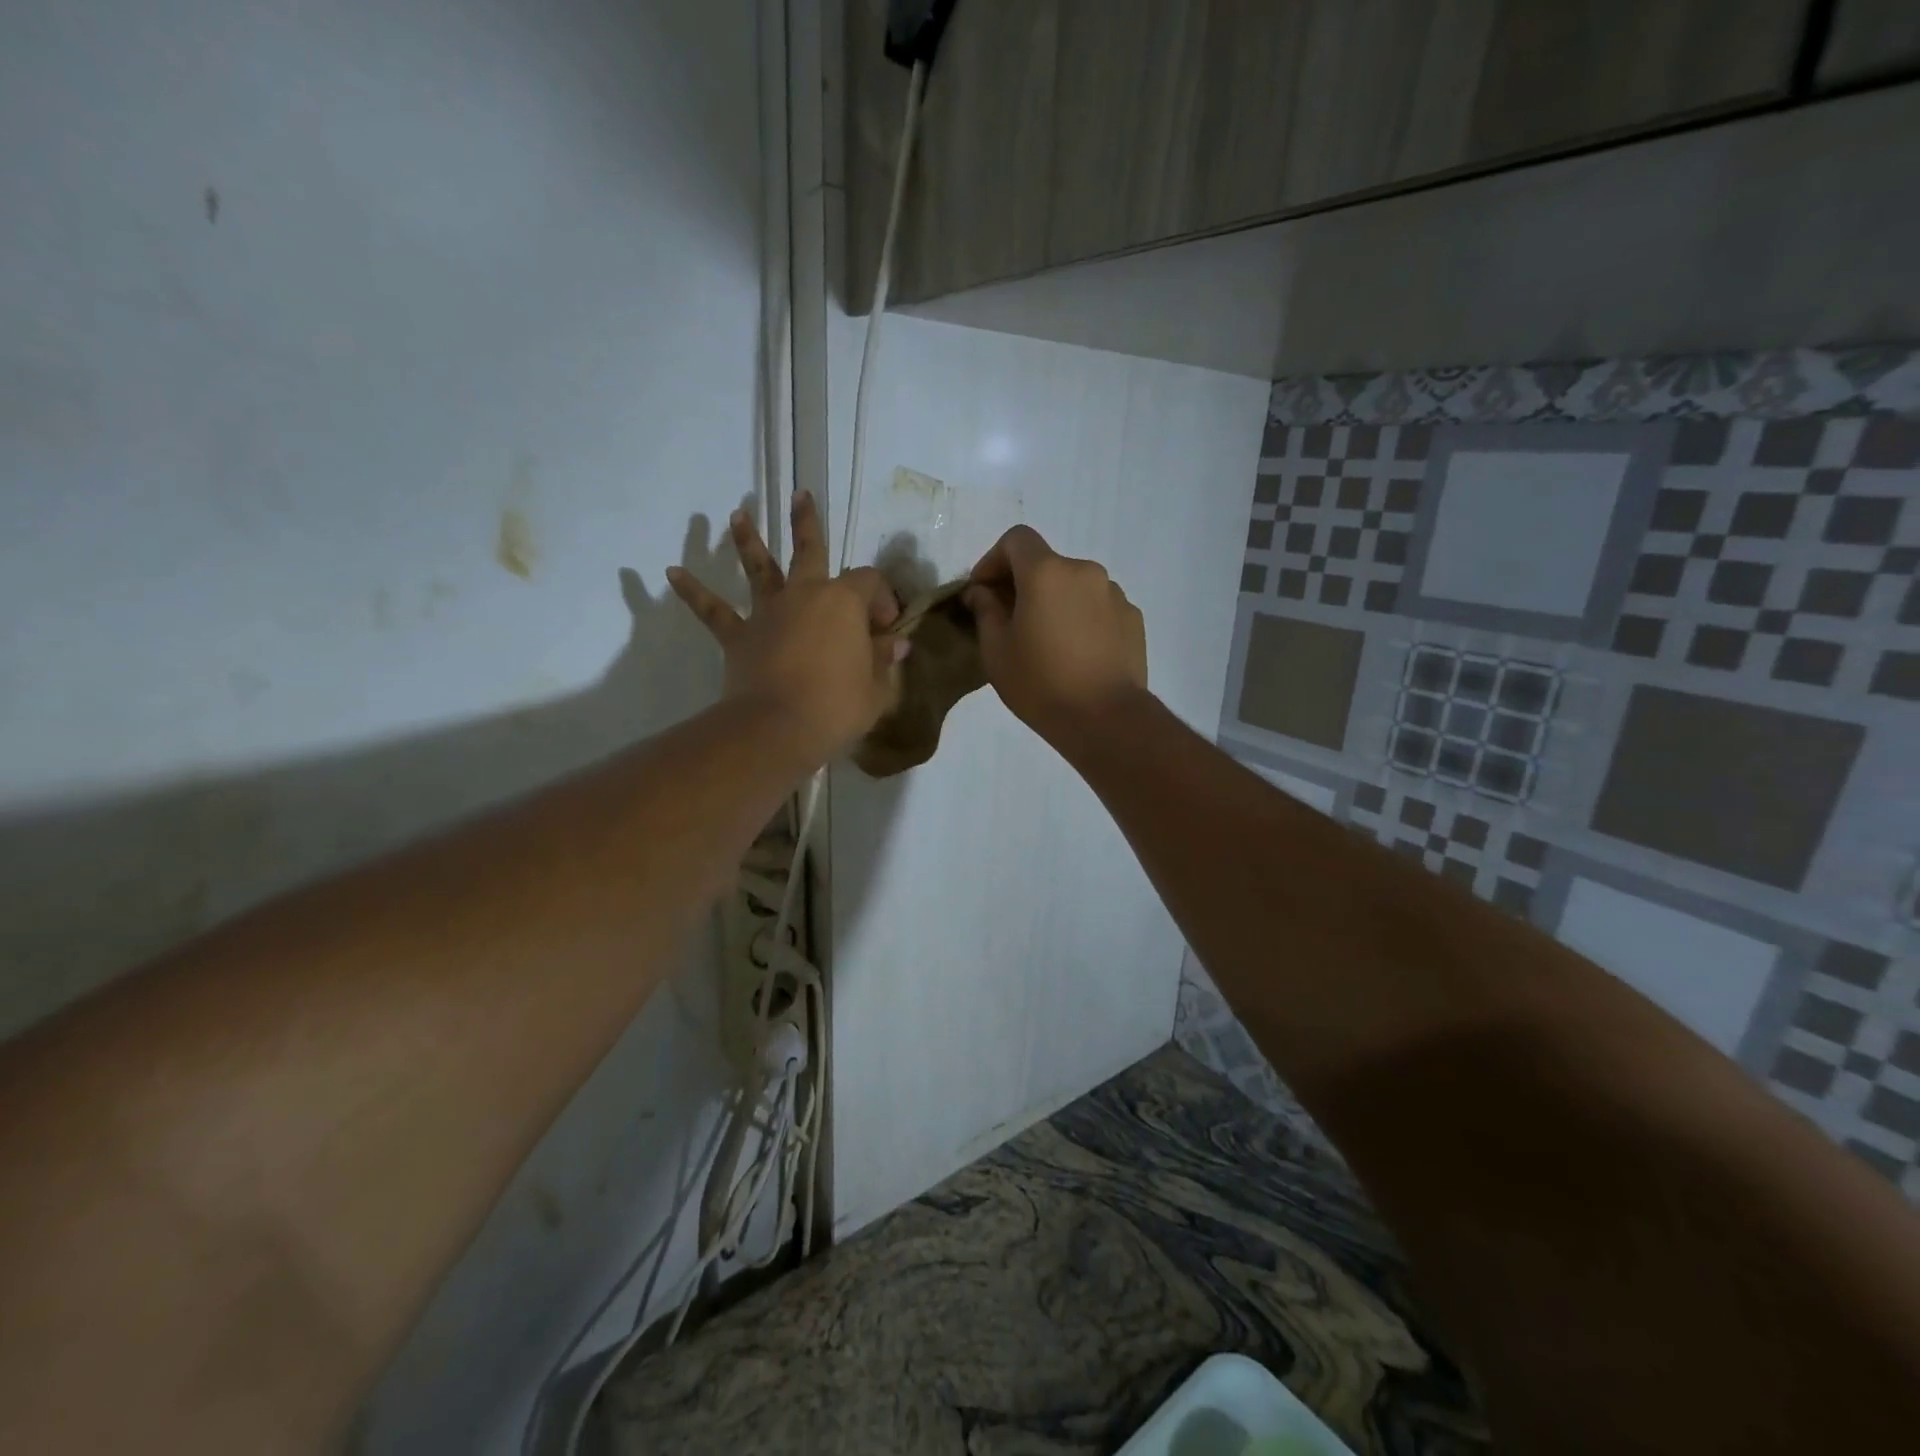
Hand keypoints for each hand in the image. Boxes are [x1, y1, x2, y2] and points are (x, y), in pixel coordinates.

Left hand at [669, 492, 904, 765]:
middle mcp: (805, 595)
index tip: (888, 632)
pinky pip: (713, 611)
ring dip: (748, 540)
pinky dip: (694, 592)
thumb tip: (897, 644)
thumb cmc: (838, 707)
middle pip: (808, 550)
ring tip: (737, 516)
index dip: (883, 600)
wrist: (779, 728)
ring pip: (759, 568)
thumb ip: (886, 661)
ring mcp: (768, 613)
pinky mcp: (739, 636)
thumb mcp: (877, 689)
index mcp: (844, 602)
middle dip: (807, 522)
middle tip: (801, 495)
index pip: (870, 583)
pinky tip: (672, 573)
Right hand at [963, 525, 1147, 744]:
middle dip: (1024, 585)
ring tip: (1048, 642)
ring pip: (1074, 586)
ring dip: (1056, 602)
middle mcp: (1085, 571)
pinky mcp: (1133, 618)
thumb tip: (981, 592)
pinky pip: (1098, 607)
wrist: (1106, 718)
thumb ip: (985, 610)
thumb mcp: (996, 651)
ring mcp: (1114, 594)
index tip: (983, 591)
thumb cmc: (1041, 684)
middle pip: (1047, 564)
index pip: (1016, 539)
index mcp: (1047, 572)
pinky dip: (1082, 618)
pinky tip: (1077, 654)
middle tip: (1011, 622)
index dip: (994, 559)